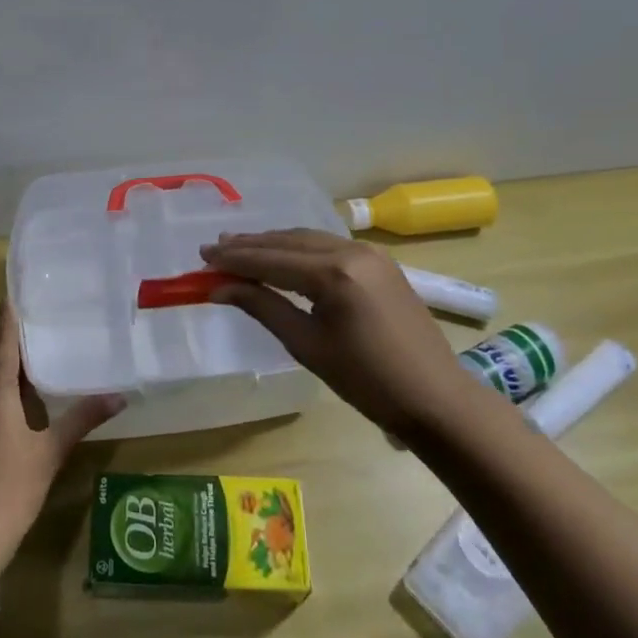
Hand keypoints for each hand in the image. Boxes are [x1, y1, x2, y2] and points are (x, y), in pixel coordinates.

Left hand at [0, 303, 124, 563]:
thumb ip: (83, 419)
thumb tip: (119, 395)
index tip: (25, 287)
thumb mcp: (51, 451)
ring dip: (7, 352)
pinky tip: (29, 384)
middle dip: (11, 328)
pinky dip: (5, 375)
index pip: (3, 338)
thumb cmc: (9, 487)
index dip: (11, 312)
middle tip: (43, 308)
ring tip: (41, 337)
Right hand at [200, 229, 480, 438]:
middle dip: (250, 245)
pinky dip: (300, 249)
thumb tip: (220, 287)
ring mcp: (370, 253)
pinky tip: (283, 256)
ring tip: (240, 248)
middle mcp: (351, 251)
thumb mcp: (307, 345)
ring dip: (274, 244)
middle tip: (215, 249)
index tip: (202, 257)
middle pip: (288, 241)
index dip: (234, 258)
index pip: (271, 259)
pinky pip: (329, 246)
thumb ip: (263, 307)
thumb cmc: (366, 381)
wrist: (434, 398)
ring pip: (308, 239)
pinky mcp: (380, 261)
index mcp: (333, 274)